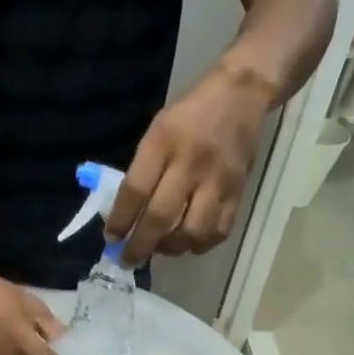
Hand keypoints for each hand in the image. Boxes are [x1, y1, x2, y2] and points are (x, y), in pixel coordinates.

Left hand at [108, 64, 272, 264]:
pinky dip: (200, 244)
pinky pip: (218, 231)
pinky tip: (188, 241)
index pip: (136, 189)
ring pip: (192, 231)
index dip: (121, 220)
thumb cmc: (191, 113)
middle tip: (128, 260)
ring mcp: (217, 180)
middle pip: (161, 217)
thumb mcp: (158, 129)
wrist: (242, 95)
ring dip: (172, 248)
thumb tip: (126, 215)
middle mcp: (191, 163)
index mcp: (164, 142)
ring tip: (162, 247)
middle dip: (140, 245)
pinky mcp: (238, 192)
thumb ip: (143, 169)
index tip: (111, 239)